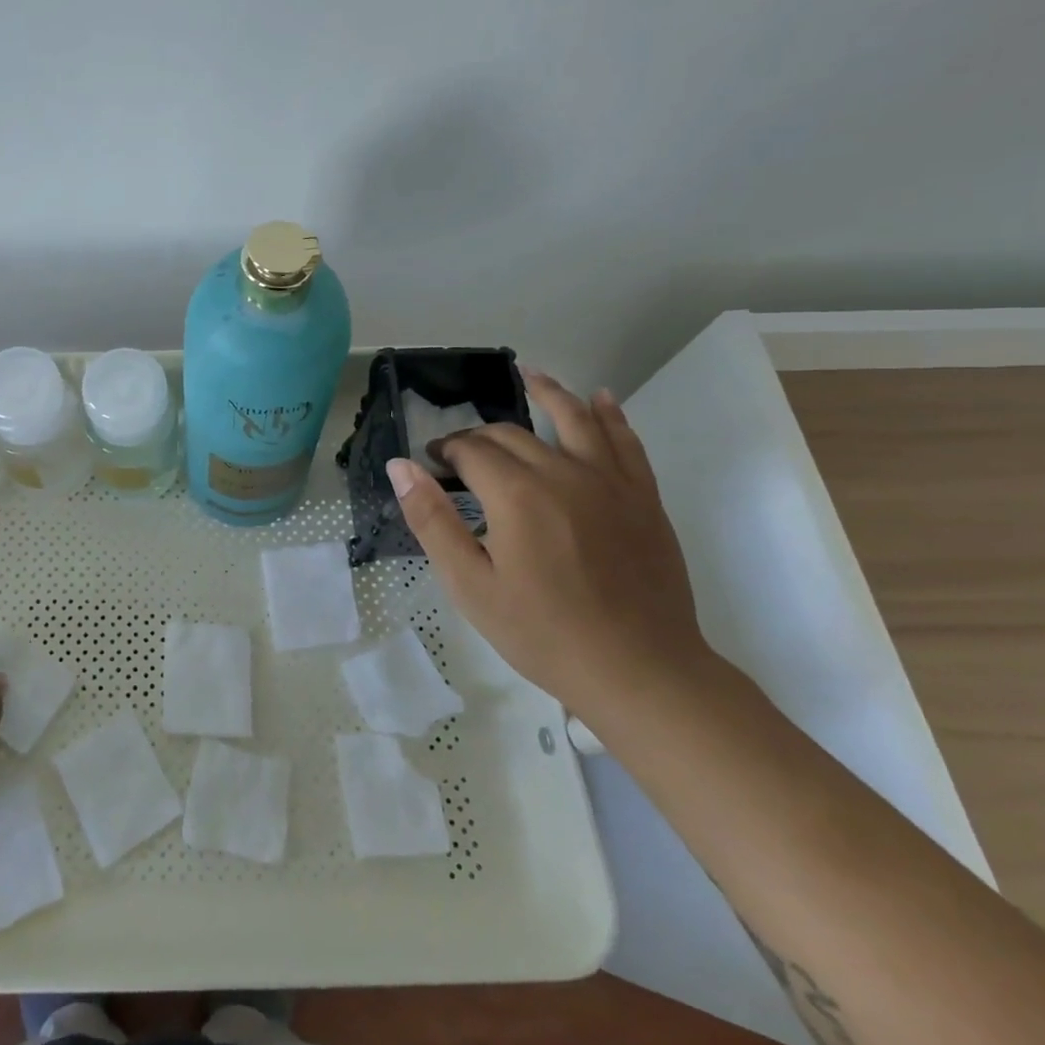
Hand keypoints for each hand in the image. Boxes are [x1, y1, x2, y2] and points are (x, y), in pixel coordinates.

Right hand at [387, 369, 713, 724]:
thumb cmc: (542, 632)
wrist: (639, 671)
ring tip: (529, 373)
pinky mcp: (642, 497)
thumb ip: (432, 519)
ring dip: (549, 392)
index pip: (471, 451)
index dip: (446, 451)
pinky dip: (610, 415)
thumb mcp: (469, 584)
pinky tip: (600, 398)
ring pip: (574, 419)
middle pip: (513, 434)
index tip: (432, 464)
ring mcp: (609, 481)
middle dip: (480, 435)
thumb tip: (401, 465)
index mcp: (515, 494)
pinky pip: (625, 441)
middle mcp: (562, 472)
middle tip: (461, 452)